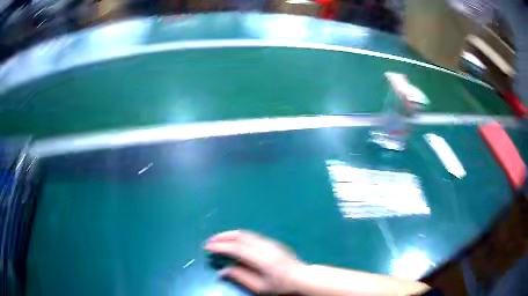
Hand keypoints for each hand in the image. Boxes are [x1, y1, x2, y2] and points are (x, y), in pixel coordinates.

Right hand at [204, 230, 304, 293]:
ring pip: (246, 233)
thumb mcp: (260, 287)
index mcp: (260, 258)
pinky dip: (239, 236)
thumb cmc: (281, 285)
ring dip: (230, 235)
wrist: (302, 277)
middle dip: (222, 236)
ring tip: (219, 240)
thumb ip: (240, 277)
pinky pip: (252, 236)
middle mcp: (264, 246)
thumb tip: (222, 271)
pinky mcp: (272, 242)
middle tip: (210, 241)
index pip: (235, 248)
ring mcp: (269, 242)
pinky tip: (235, 242)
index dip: (219, 246)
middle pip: (239, 235)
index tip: (207, 247)